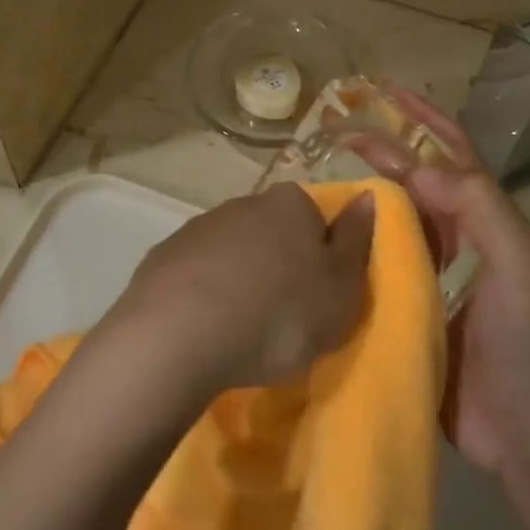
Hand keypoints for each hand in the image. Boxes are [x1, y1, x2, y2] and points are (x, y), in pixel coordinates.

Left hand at [109, 184, 374, 396]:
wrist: (180, 333)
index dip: (319, 256)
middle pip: (272, 232)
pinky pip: (196, 273)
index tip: (317, 296)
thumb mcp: (341, 287)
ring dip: (240, 279)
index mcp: (291, 204)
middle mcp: (245, 202)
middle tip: (283, 318)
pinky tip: (205, 329)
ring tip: (241, 330)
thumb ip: (356, 239)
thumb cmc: (279, 313)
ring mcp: (199, 227)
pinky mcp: (163, 256)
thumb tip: (366, 196)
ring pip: (233, 251)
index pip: (315, 218)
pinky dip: (204, 294)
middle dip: (278, 266)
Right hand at [357, 88, 529, 474]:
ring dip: (362, 200)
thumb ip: (475, 204)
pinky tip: (322, 247)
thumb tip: (413, 164)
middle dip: (380, 153)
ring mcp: (431, 277)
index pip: (450, 151)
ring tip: (319, 182)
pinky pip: (374, 272)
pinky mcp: (408, 312)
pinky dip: (352, 254)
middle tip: (333, 132)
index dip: (420, 118)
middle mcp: (456, 239)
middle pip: (412, 182)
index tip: (382, 93)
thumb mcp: (517, 258)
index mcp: (483, 218)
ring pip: (390, 224)